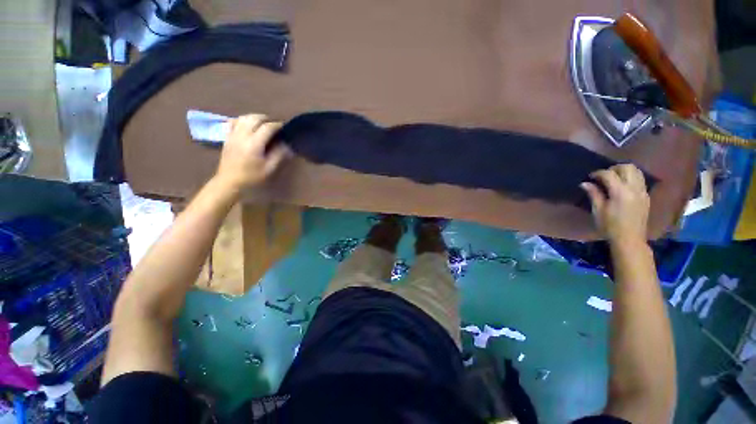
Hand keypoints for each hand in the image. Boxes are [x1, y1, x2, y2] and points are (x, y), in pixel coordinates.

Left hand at [215, 114, 289, 192]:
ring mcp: (233, 134)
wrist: (229, 181)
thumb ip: (279, 155)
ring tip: (263, 124)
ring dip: (255, 118)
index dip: (278, 125)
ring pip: (244, 117)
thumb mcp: (269, 169)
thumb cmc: (251, 177)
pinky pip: (234, 121)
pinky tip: (248, 125)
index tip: (285, 128)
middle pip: (255, 118)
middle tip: (275, 125)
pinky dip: (243, 120)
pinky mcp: (227, 136)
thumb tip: (288, 145)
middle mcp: (242, 135)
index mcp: (254, 143)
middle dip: (267, 119)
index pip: (267, 127)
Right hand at [580, 164, 649, 243]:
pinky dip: (631, 178)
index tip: (590, 177)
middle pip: (627, 168)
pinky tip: (623, 186)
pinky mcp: (646, 196)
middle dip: (614, 168)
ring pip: (637, 171)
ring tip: (614, 179)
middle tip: (604, 175)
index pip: (609, 174)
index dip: (598, 173)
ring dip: (625, 171)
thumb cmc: (610, 226)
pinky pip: (640, 180)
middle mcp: (634, 188)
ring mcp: (642, 192)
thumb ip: (594, 194)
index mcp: (620, 192)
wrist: (630, 239)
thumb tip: (585, 183)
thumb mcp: (598, 211)